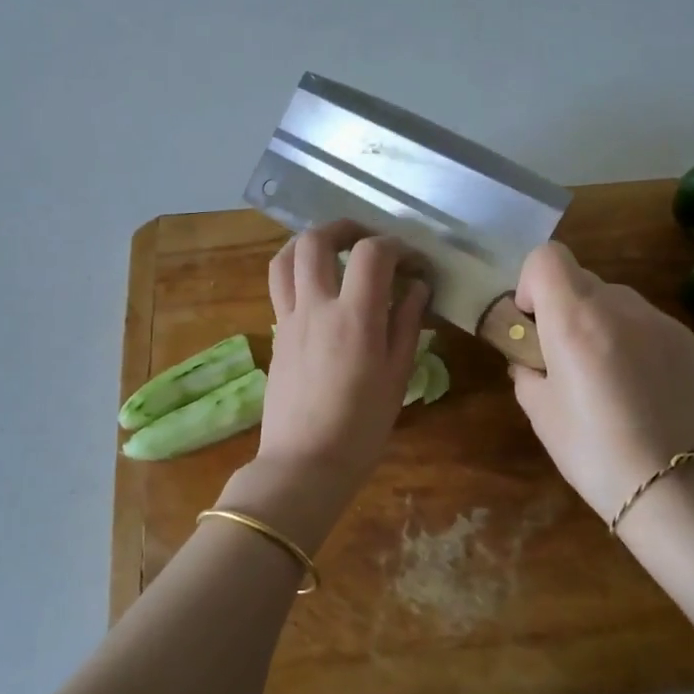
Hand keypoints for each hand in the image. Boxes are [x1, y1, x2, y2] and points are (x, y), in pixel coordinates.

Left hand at [259, 222, 429, 507]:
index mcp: (354, 318)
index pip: (371, 253)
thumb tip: (417, 286)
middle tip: (368, 240)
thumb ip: (407, 323)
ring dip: (310, 242)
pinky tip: (320, 289)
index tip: (412, 262)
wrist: (304, 465)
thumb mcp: (397, 376)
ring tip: (334, 251)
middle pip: (315, 240)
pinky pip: (280, 286)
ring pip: (285, 258)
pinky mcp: (276, 335)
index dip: (396, 246)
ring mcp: (289, 319)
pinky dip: (298, 271)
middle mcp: (315, 307)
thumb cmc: (361, 428)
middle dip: (344, 228)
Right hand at [510, 242, 693, 520]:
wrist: (667, 487)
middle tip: (567, 355)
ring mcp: (660, 321)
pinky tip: (641, 387)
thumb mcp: (538, 409)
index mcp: (574, 320)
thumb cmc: (589, 450)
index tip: (534, 321)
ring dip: (603, 322)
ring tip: (608, 375)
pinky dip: (635, 341)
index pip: (547, 257)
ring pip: (618, 300)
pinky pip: (649, 323)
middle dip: (566, 307)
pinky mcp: (690, 341)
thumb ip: (526, 367)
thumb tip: (531, 356)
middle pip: (582, 279)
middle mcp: (619, 307)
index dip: (532, 282)